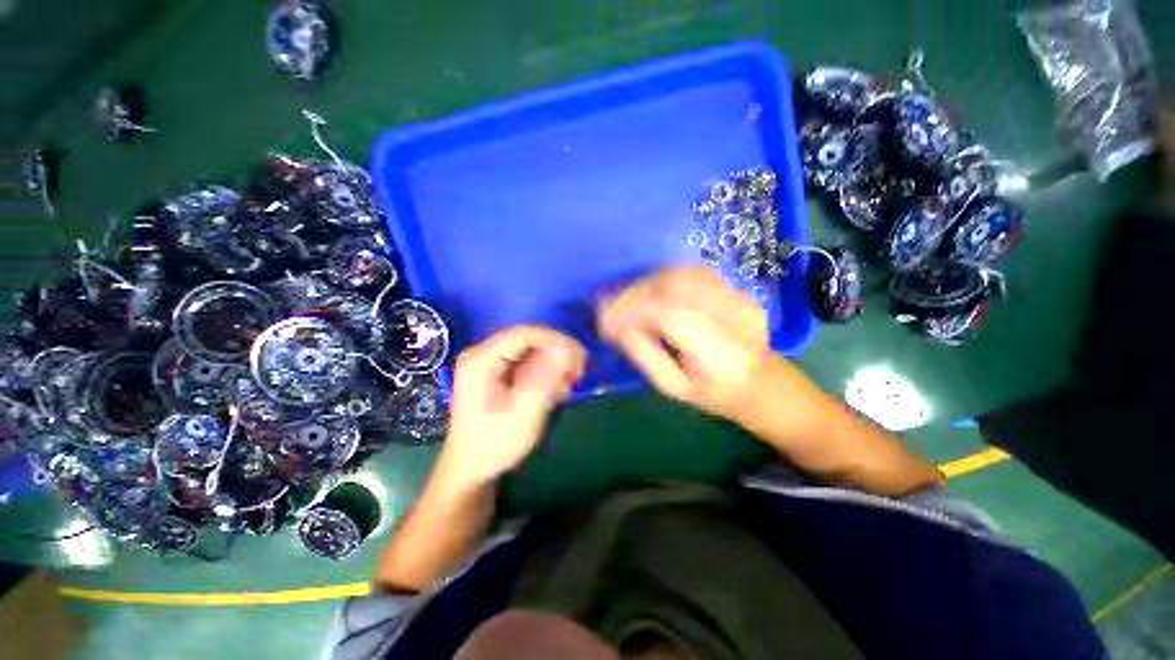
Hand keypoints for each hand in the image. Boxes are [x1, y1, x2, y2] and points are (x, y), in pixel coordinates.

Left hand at [440, 325, 586, 485]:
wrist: (471, 470)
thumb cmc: (494, 445)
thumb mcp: (524, 415)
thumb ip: (545, 379)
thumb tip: (566, 350)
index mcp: (481, 360)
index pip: (523, 334)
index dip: (554, 340)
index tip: (578, 358)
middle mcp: (483, 354)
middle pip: (528, 339)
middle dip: (557, 353)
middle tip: (578, 373)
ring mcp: (490, 362)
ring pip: (532, 349)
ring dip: (554, 364)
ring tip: (568, 386)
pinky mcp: (499, 372)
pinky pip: (528, 362)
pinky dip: (547, 372)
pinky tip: (557, 390)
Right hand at [598, 267, 771, 421]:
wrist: (762, 382)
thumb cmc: (713, 393)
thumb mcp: (672, 386)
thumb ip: (643, 353)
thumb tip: (615, 324)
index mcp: (719, 355)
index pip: (670, 316)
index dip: (632, 311)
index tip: (604, 320)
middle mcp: (733, 318)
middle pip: (675, 286)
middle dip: (634, 293)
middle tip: (611, 307)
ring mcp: (739, 298)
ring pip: (682, 273)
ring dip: (647, 282)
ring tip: (627, 299)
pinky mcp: (737, 287)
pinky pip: (693, 270)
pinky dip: (664, 276)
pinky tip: (651, 289)